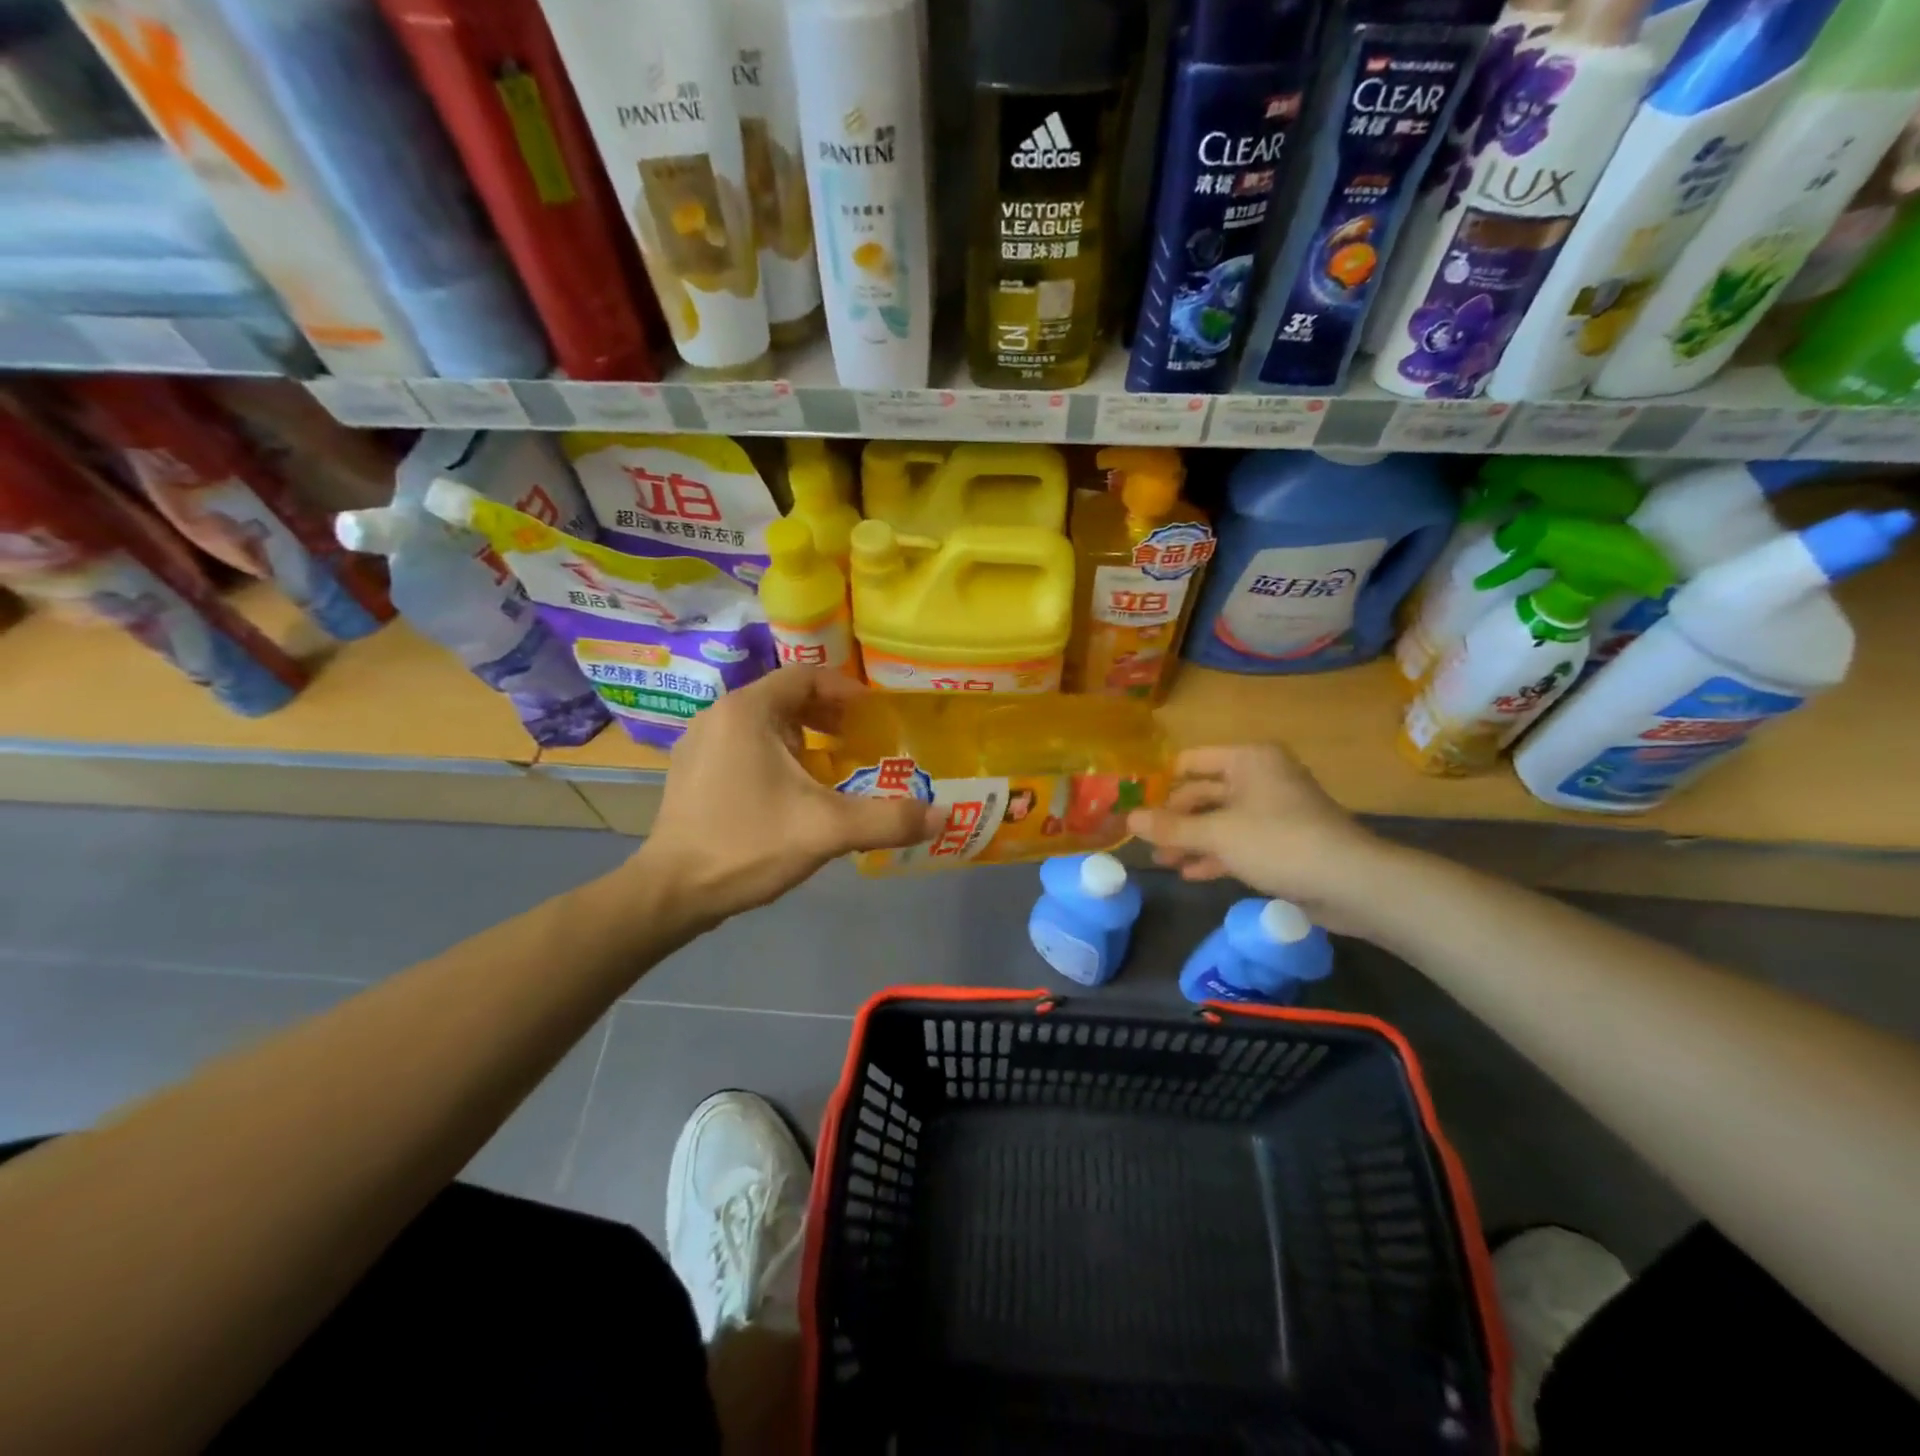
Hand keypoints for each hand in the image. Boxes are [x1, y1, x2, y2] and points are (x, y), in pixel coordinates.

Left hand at [634, 667, 941, 925]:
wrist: (670, 892)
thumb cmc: (748, 844)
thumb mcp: (827, 830)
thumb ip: (888, 819)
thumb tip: (944, 816)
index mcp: (748, 711)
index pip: (806, 676)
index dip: (846, 691)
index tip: (874, 716)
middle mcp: (720, 716)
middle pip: (785, 699)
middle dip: (828, 717)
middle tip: (861, 743)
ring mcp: (700, 745)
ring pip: (764, 726)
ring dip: (803, 740)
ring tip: (833, 769)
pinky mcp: (692, 773)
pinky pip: (745, 748)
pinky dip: (776, 757)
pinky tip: (792, 795)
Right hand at [1127, 745, 1394, 933]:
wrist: (1351, 883)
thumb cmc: (1279, 842)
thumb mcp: (1217, 834)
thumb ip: (1171, 827)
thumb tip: (1128, 818)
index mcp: (1248, 760)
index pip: (1191, 761)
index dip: (1161, 782)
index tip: (1134, 804)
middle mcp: (1260, 777)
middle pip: (1204, 792)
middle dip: (1174, 819)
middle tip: (1144, 841)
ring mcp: (1272, 811)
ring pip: (1219, 820)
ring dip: (1190, 840)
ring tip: (1161, 861)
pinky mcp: (1282, 842)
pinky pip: (1238, 842)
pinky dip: (1214, 855)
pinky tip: (1189, 873)